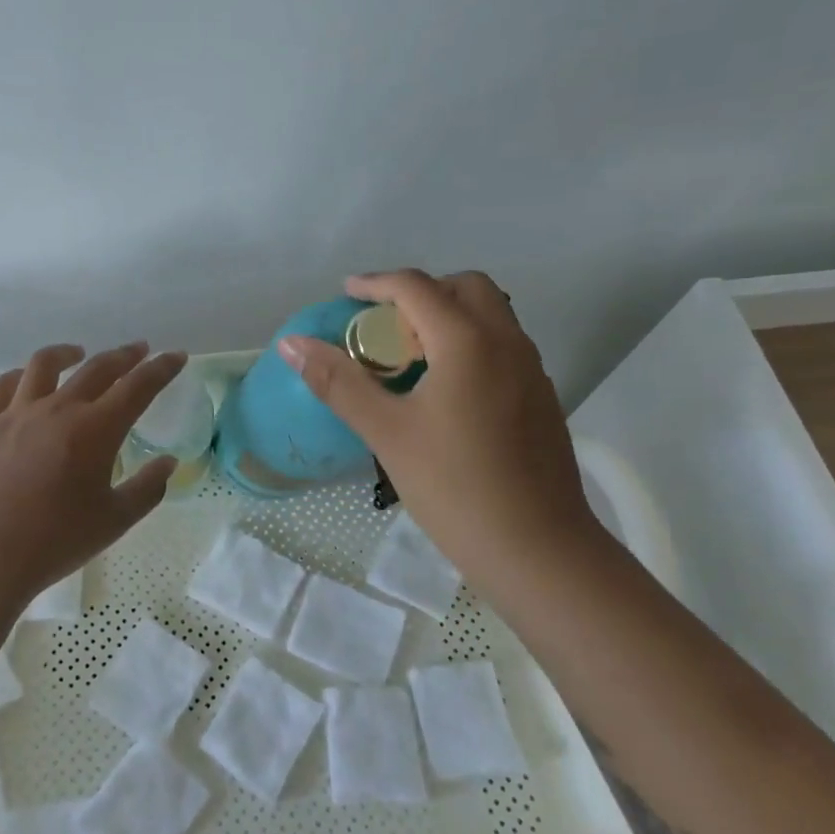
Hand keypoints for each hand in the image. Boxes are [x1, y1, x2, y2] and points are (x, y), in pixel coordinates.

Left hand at [0, 341, 187, 599]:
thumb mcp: (115, 520)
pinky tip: (27, 380)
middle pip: (97, 368)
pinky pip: (4, 386)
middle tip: (140, 351)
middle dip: (124, 356)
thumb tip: (168, 463)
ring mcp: (18, 413)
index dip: (161, 368)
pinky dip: (21, 375)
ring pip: (45, 364)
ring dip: (68, 353)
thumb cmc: (56, 541)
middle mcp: (59, 409)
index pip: (138, 387)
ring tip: (79, 353)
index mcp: (96, 430)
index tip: (176, 356)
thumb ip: (147, 488)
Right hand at [277, 269, 605, 588]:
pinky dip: (470, 343)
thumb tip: (292, 344)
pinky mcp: (542, 398)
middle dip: (421, 292)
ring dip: (449, 316)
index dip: (376, 283)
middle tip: (385, 324)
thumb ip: (339, 383)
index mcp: (468, 341)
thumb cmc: (455, 487)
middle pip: (464, 288)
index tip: (346, 293)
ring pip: (490, 316)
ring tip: (410, 356)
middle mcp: (507, 342)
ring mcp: (532, 370)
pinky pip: (502, 346)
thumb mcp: (387, 433)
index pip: (417, 287)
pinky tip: (446, 391)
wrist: (539, 550)